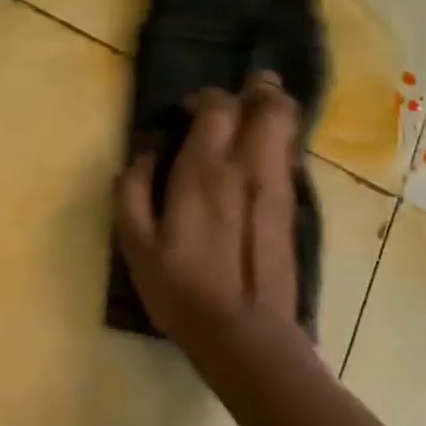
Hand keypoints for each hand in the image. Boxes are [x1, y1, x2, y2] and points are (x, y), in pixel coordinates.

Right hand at [115, 71, 303, 359]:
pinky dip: (280, 139)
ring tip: (253, 113)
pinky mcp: (292, 206)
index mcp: (205, 171)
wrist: (245, 336)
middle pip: (268, 104)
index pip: (218, 106)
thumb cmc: (182, 290)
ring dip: (273, 109)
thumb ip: (133, 190)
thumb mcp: (136, 245)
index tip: (187, 114)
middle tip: (236, 97)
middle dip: (255, 90)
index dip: (204, 99)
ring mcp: (277, 185)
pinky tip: (262, 153)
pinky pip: (291, 153)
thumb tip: (144, 152)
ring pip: (287, 124)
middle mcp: (247, 167)